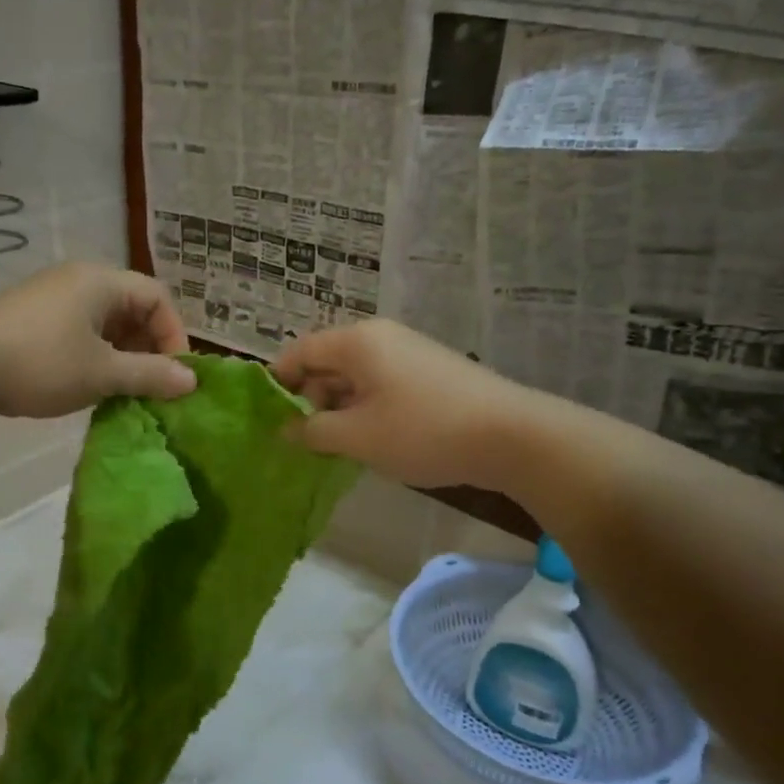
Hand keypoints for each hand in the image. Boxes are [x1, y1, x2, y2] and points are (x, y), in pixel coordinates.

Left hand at [0, 263, 195, 418]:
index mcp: (101, 282)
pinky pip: (81, 335)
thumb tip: (191, 380)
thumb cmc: (39, 363)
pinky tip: (93, 388)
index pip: (157, 298)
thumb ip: (149, 375)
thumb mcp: (101, 373)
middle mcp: (80, 282)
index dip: (174, 335)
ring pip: (106, 326)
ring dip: (123, 358)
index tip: (174, 376)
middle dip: (149, 349)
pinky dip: (96, 358)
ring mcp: (53, 301)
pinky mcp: (34, 322)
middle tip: (152, 388)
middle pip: (133, 310)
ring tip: (125, 393)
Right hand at [272, 320, 516, 487]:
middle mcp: (380, 337)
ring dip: (340, 408)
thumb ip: (313, 431)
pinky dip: (367, 408)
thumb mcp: (357, 437)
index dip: (279, 383)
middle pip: (327, 362)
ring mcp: (409, 352)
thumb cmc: (422, 431)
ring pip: (355, 376)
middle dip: (311, 399)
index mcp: (357, 342)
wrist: (512, 435)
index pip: (299, 352)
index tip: (271, 418)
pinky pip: (382, 384)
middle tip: (311, 440)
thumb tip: (286, 429)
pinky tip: (376, 439)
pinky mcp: (430, 372)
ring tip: (343, 446)